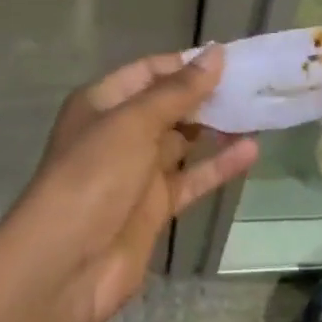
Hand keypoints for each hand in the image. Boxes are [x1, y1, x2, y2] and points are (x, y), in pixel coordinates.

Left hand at [9, 48, 258, 321]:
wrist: (63, 267)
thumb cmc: (94, 175)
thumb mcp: (134, 122)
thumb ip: (178, 90)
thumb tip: (216, 54)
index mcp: (104, 102)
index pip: (150, 71)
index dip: (187, 64)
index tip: (230, 59)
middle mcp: (120, 132)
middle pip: (170, 105)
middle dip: (207, 95)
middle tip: (253, 84)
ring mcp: (138, 171)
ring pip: (184, 141)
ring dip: (217, 128)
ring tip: (258, 111)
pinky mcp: (154, 208)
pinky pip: (192, 178)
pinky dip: (219, 166)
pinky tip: (251, 151)